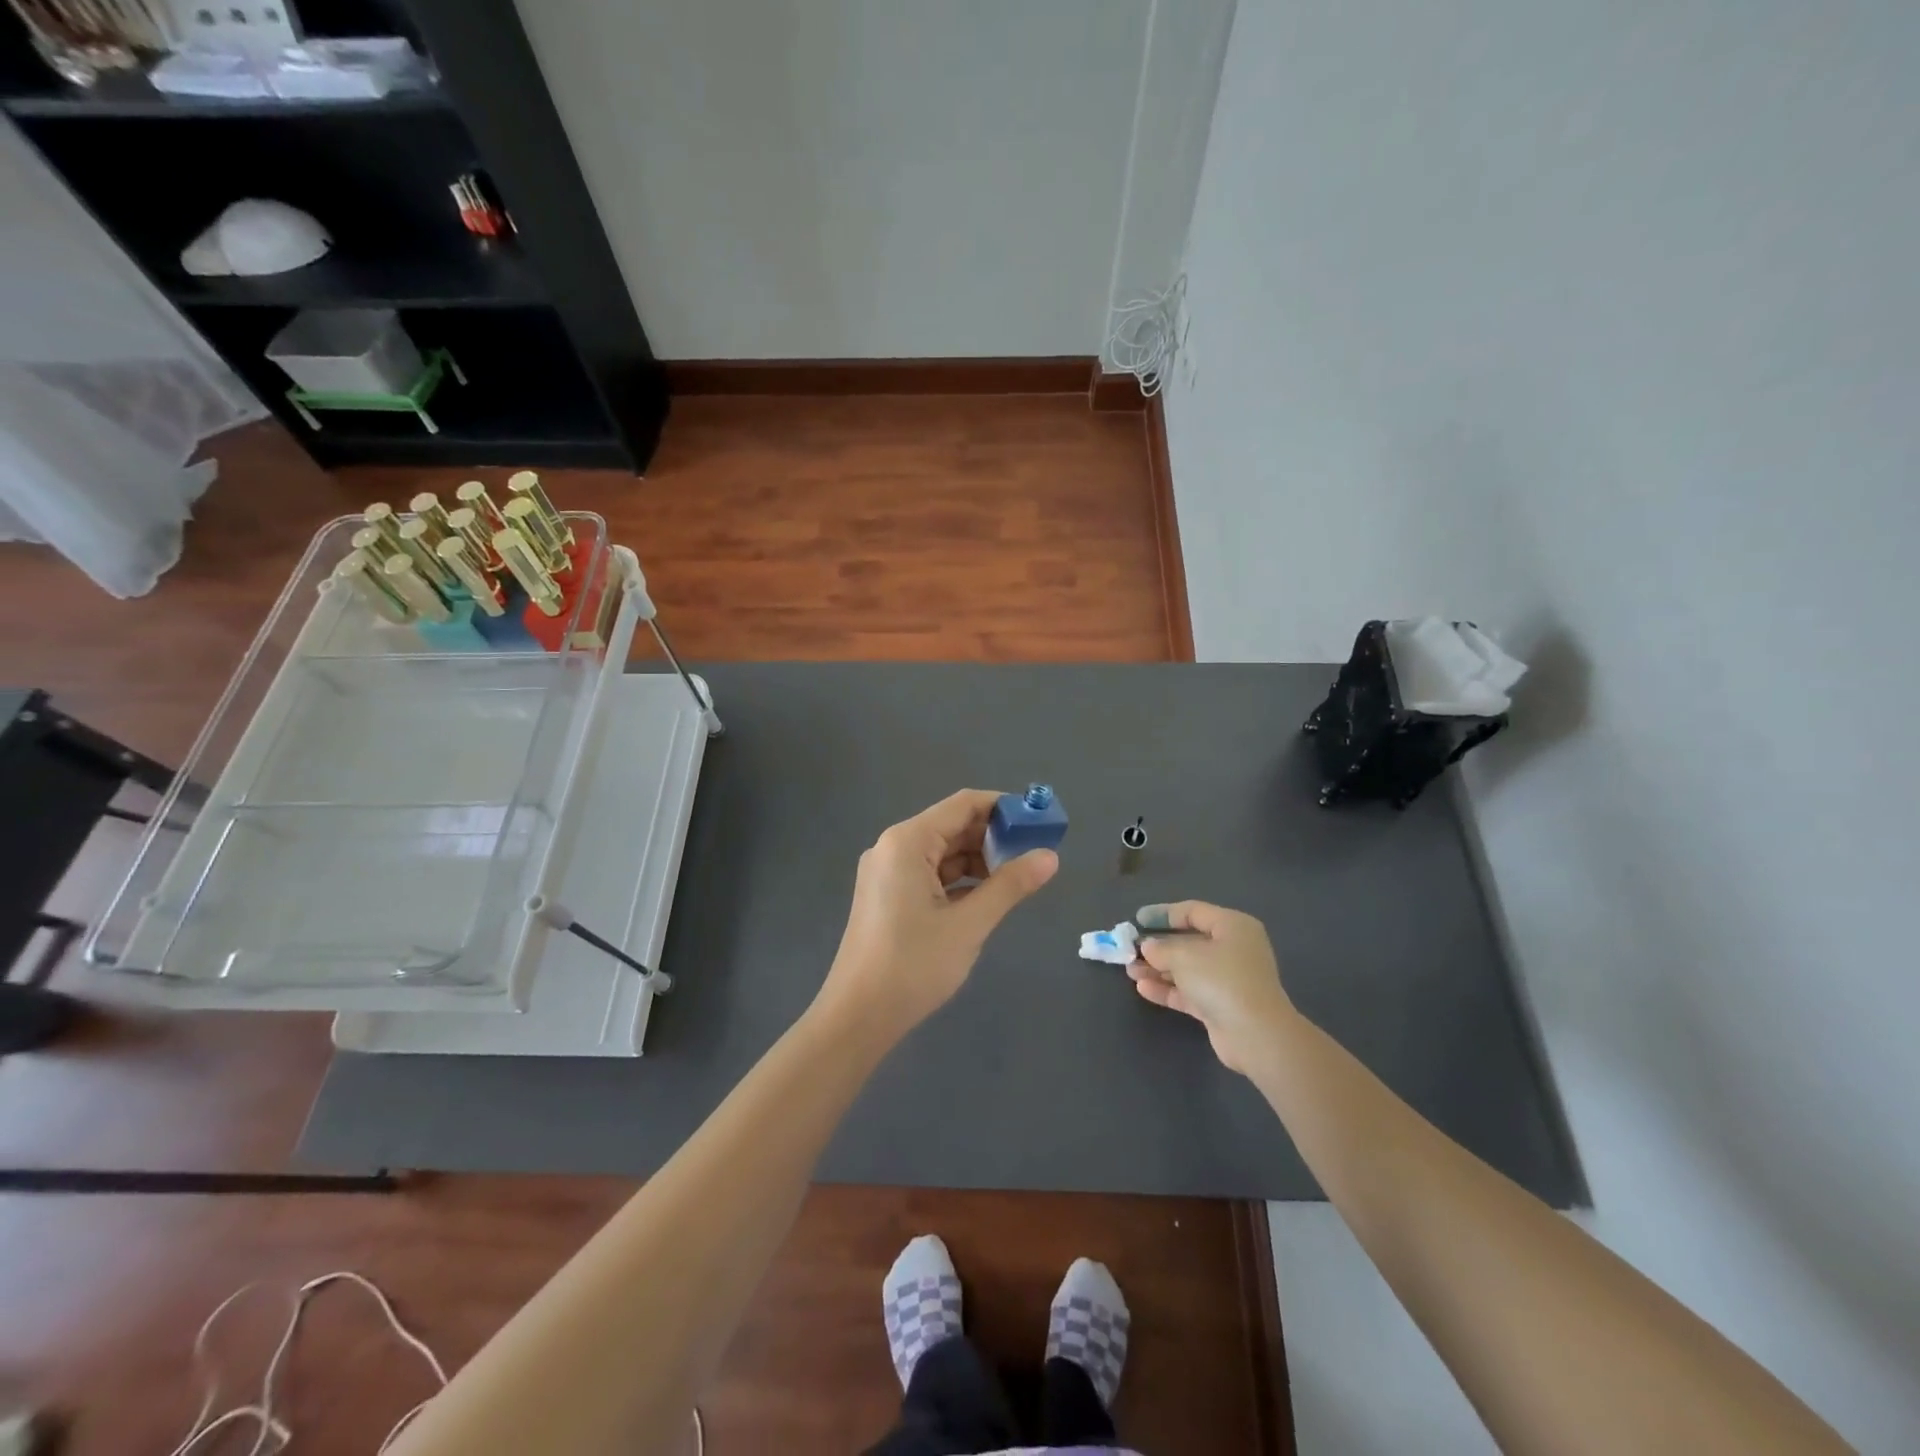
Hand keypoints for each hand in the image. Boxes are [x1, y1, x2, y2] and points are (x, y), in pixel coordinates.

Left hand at [816, 790, 1057, 1043]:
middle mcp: (893, 847)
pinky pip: (929, 874)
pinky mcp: (887, 895)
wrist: (858, 1016)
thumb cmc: (913, 964)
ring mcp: (887, 872)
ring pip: (942, 852)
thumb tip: (1050, 857)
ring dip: (978, 860)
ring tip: (1017, 878)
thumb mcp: (970, 924)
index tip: (1038, 823)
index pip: (963, 804)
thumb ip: (1010, 885)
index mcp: (907, 841)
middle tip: (1035, 853)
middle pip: (952, 826)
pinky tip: (986, 896)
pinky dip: (959, 880)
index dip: (1003, 809)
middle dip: (993, 837)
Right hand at [1126, 901, 1295, 1073]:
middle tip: (1130, 949)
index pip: (1194, 912)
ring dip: (1158, 969)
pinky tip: (1143, 988)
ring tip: (1130, 970)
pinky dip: (1168, 989)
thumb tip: (1148, 946)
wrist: (1255, 1035)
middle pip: (1189, 942)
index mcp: (1232, 927)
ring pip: (1187, 969)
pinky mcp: (1221, 1006)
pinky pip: (1189, 991)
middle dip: (1158, 946)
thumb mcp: (1185, 956)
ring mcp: (1228, 979)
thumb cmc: (1222, 980)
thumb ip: (1161, 948)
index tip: (1138, 919)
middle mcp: (1233, 949)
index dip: (1163, 913)